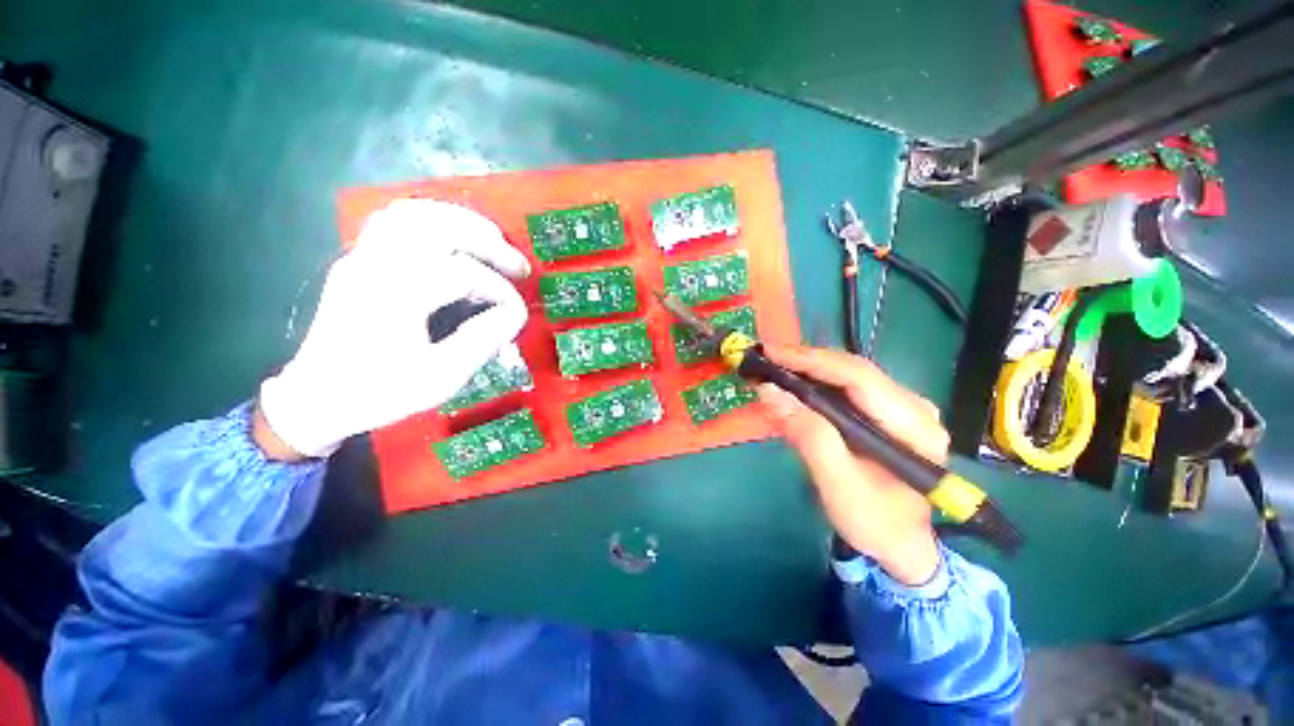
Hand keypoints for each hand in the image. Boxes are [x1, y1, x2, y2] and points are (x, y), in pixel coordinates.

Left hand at [258, 199, 530, 458]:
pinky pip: (397, 219)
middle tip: (519, 267)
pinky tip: (457, 237)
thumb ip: (482, 342)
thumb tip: (514, 314)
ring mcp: (362, 256)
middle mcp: (374, 266)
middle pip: (438, 227)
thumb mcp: (439, 378)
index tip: (518, 315)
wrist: (318, 397)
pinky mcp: (360, 258)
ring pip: (416, 213)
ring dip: (464, 222)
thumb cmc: (380, 391)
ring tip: (495, 242)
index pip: (461, 273)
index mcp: (393, 297)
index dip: (500, 292)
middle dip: (489, 244)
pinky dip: (435, 220)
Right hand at [756, 345, 948, 585]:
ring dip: (808, 367)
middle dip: (806, 360)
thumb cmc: (874, 522)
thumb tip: (770, 392)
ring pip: (847, 373)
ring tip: (773, 366)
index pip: (859, 378)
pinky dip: (815, 380)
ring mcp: (901, 406)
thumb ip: (809, 438)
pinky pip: (846, 385)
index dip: (812, 361)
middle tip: (765, 357)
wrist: (900, 543)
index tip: (771, 354)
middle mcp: (914, 407)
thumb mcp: (839, 487)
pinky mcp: (886, 411)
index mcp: (914, 428)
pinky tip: (794, 381)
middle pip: (853, 369)